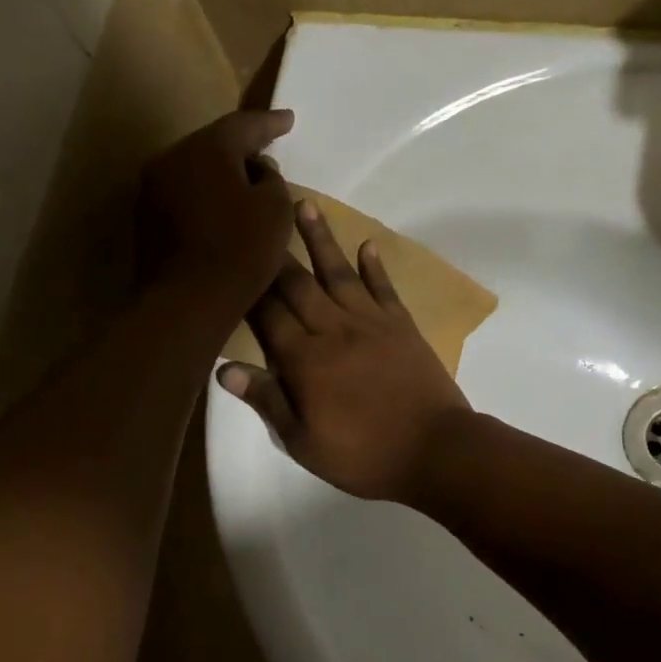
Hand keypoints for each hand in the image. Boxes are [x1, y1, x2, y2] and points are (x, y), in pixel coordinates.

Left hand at [137, 109, 295, 316]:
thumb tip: (258, 170)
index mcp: (205, 149)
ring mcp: (152, 190)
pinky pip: (184, 195)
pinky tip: (223, 210)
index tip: (289, 120)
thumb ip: (272, 180)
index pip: (243, 125)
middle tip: (267, 150)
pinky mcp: (147, 220)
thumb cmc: (240, 251)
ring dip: (221, 174)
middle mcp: (172, 159)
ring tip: (247, 183)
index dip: (270, 123)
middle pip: (213, 145)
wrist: (186, 303)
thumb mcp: (276, 210)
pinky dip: (206, 196)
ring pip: (195, 170)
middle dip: (242, 147)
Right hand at [218, 200, 472, 502]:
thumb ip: (267, 401)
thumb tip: (225, 369)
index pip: (267, 315)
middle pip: (297, 285)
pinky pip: (384, 288)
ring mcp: (370, 323)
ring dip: (320, 239)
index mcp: (304, 360)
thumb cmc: (364, 455)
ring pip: (338, 273)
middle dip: (274, 252)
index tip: (230, 258)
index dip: (247, 287)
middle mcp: (333, 329)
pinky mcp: (402, 325)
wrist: (435, 450)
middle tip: (257, 216)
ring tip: (305, 205)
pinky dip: (374, 266)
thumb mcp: (304, 443)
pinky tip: (365, 244)